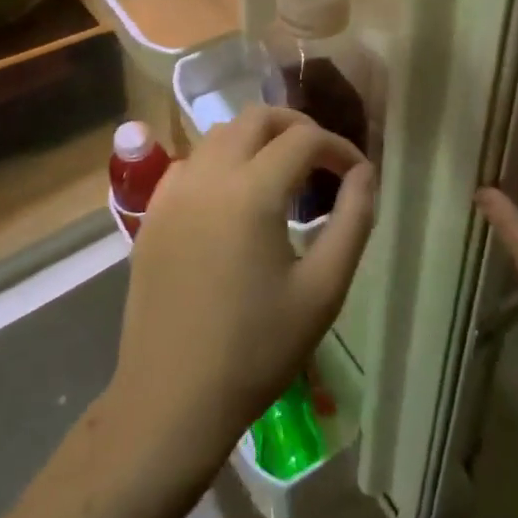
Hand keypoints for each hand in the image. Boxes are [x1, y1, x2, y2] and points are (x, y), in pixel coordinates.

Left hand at [105, 107, 376, 478]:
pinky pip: (191, 162)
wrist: (172, 400)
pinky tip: (234, 197)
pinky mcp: (152, 213)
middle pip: (257, 117)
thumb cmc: (257, 350)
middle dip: (297, 127)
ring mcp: (173, 192)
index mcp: (251, 192)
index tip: (357, 175)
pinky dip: (220, 161)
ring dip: (257, 140)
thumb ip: (352, 221)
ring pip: (219, 134)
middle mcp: (208, 176)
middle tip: (322, 160)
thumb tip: (365, 174)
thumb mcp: (323, 290)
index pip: (304, 139)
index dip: (339, 149)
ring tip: (283, 175)